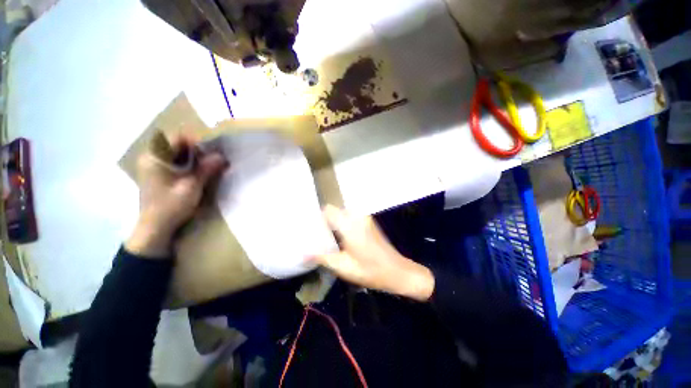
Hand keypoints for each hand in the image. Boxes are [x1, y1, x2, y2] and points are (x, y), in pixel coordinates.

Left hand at [125, 133, 227, 257]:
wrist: (155, 227)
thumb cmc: (171, 206)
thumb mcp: (191, 186)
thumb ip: (206, 169)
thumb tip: (222, 156)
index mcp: (155, 157)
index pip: (177, 138)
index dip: (197, 141)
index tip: (213, 152)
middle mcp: (151, 157)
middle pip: (177, 144)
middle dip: (197, 150)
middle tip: (213, 160)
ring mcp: (153, 165)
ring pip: (177, 153)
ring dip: (194, 158)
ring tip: (208, 167)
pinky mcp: (157, 173)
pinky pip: (175, 161)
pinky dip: (188, 164)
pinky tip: (198, 173)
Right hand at [312, 205, 434, 300]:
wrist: (397, 271)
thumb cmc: (370, 271)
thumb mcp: (343, 267)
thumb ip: (322, 258)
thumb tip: (302, 255)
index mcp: (350, 226)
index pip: (328, 210)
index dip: (317, 216)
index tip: (309, 226)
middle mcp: (357, 217)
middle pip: (335, 210)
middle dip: (324, 219)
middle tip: (315, 232)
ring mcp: (364, 219)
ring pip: (343, 213)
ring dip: (334, 221)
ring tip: (325, 235)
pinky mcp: (369, 222)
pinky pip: (351, 217)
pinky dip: (343, 223)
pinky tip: (340, 237)